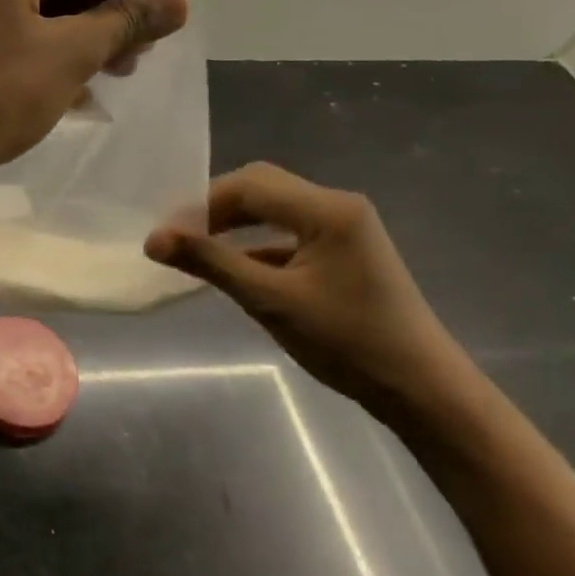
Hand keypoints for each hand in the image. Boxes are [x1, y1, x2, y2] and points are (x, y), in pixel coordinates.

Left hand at [0, 0, 187, 190]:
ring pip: (34, 4)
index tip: (177, 11)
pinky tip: (70, 82)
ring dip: (77, 35)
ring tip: (114, 71)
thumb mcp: (68, 56)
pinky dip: (41, 47)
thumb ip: (124, 21)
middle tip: (143, 53)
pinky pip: (6, 25)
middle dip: (107, 13)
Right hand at [145, 162, 473, 421]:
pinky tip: (232, 266)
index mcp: (327, 210)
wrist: (421, 389)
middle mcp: (337, 206)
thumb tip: (153, 240)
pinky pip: (287, 231)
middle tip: (177, 238)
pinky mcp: (343, 250)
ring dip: (232, 223)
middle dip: (213, 208)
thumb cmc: (347, 341)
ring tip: (195, 249)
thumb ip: (210, 262)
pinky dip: (254, 242)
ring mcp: (344, 227)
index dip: (199, 204)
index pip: (247, 186)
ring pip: (272, 208)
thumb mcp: (269, 300)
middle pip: (260, 187)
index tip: (164, 235)